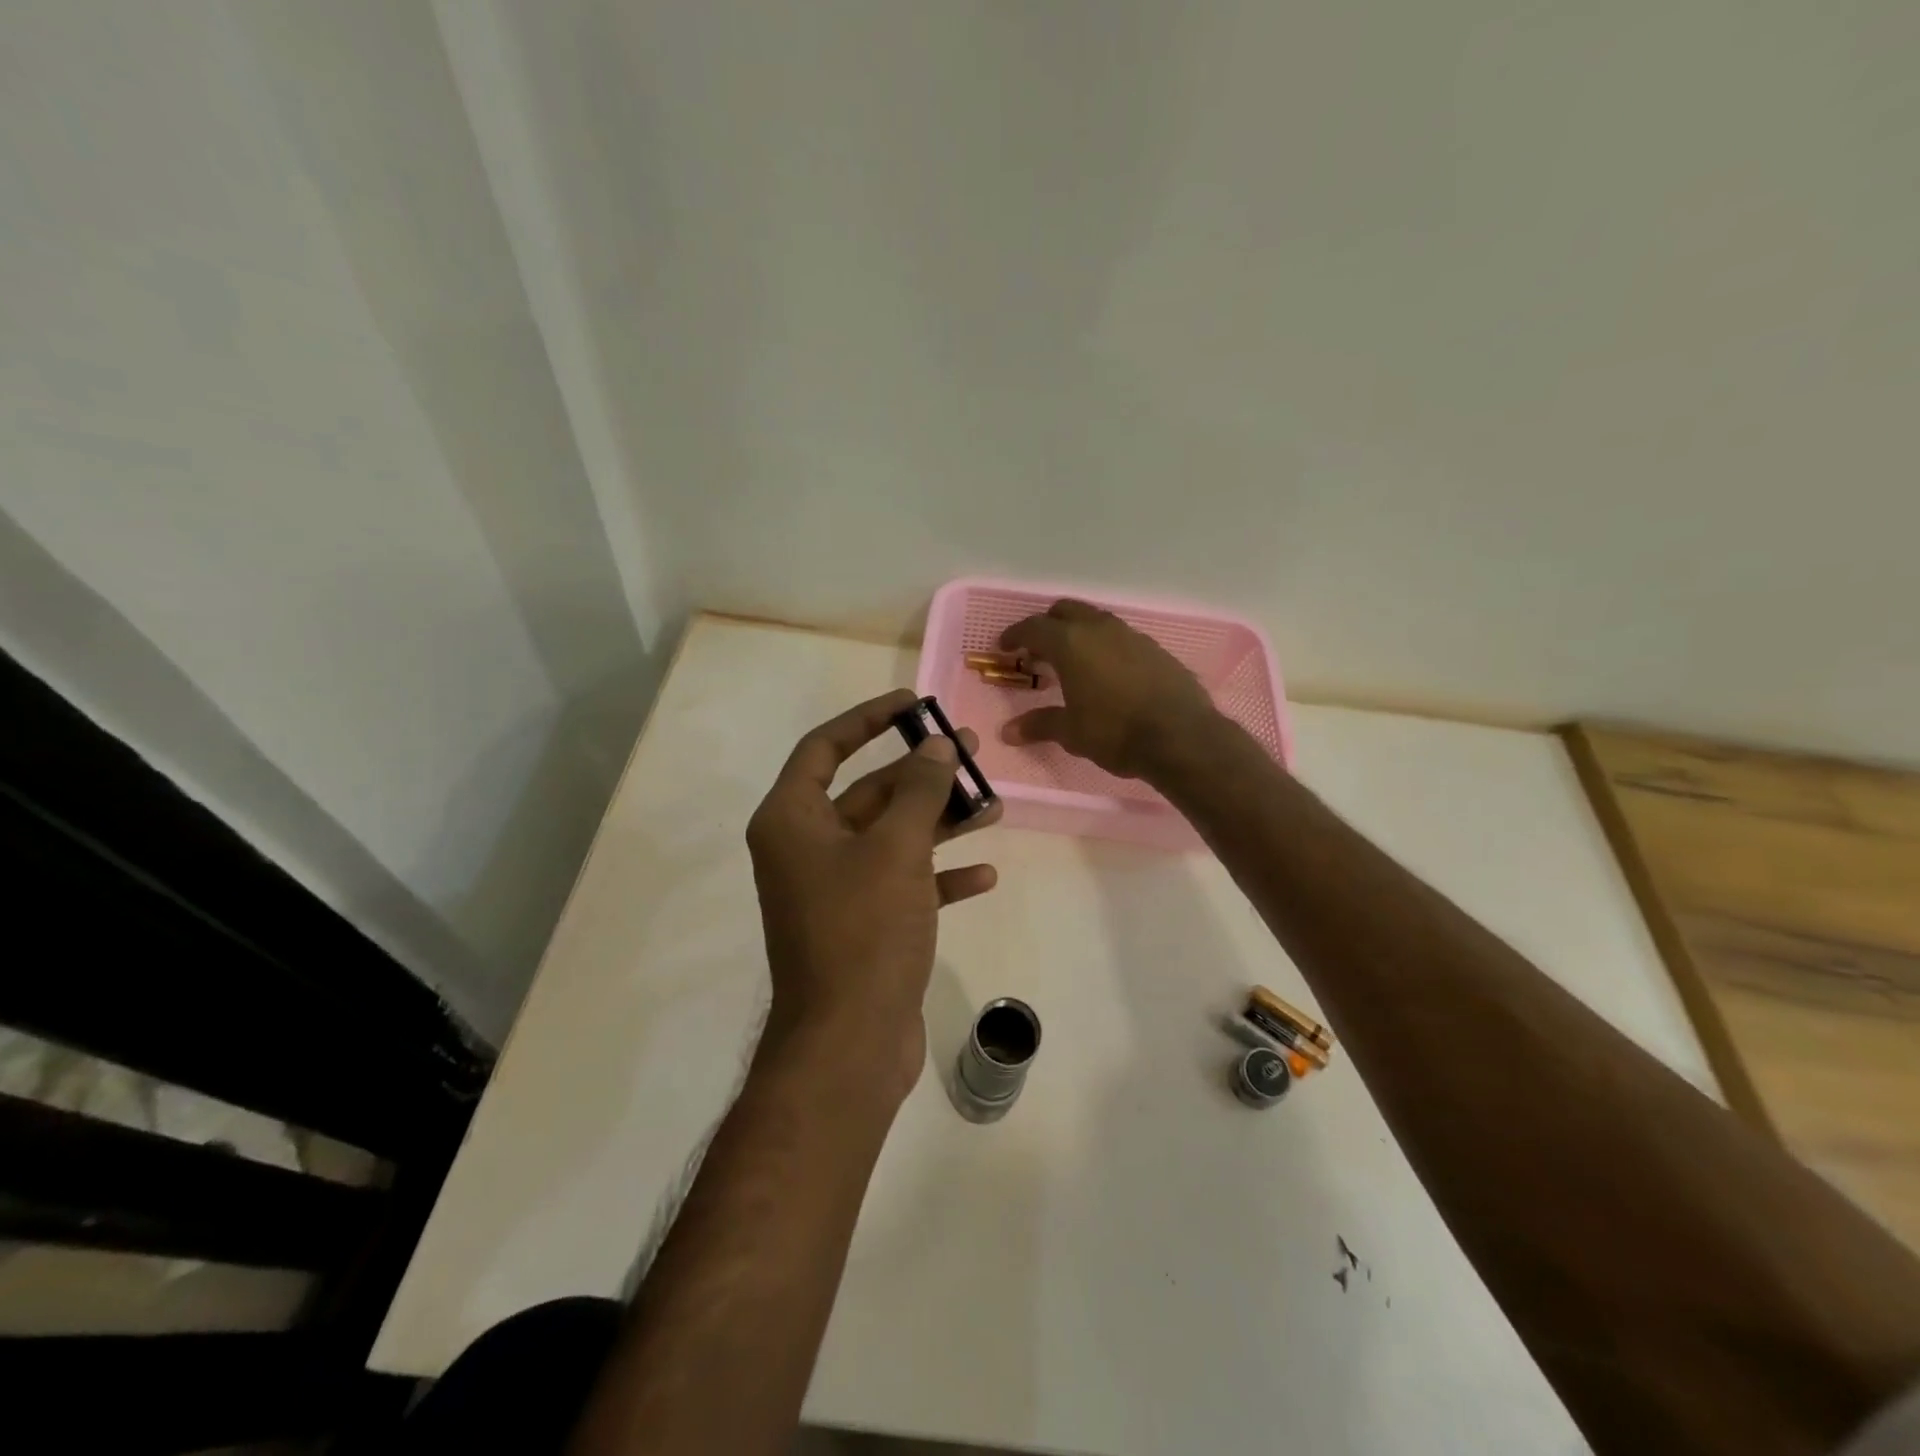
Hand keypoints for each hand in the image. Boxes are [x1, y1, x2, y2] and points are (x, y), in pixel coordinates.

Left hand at [746, 688, 1000, 1100]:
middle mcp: (806, 849)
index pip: (824, 747)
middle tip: (971, 752)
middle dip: (920, 773)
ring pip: (890, 838)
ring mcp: (834, 889)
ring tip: (992, 806)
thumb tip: (937, 746)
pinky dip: (938, 876)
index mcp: (792, 821)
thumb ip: (919, 791)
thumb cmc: (863, 931)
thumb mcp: (896, 849)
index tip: (915, 705)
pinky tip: (983, 876)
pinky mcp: (862, 925)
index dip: (868, 719)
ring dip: (938, 822)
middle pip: (867, 792)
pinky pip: (902, 884)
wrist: (849, 1044)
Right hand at [999, 600, 1220, 779]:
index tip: (1005, 646)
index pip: (1034, 628)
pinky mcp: (1155, 649)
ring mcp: (1131, 636)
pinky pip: (1120, 638)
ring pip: (1096, 621)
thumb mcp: (1071, 732)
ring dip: (1079, 634)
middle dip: (1048, 625)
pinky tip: (1107, 673)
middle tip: (1038, 649)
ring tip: (1072, 661)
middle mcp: (1099, 629)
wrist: (1181, 737)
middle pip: (1066, 611)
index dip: (1015, 635)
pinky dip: (1105, 647)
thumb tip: (1007, 732)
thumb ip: (1039, 725)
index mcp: (1071, 643)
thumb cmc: (1115, 732)